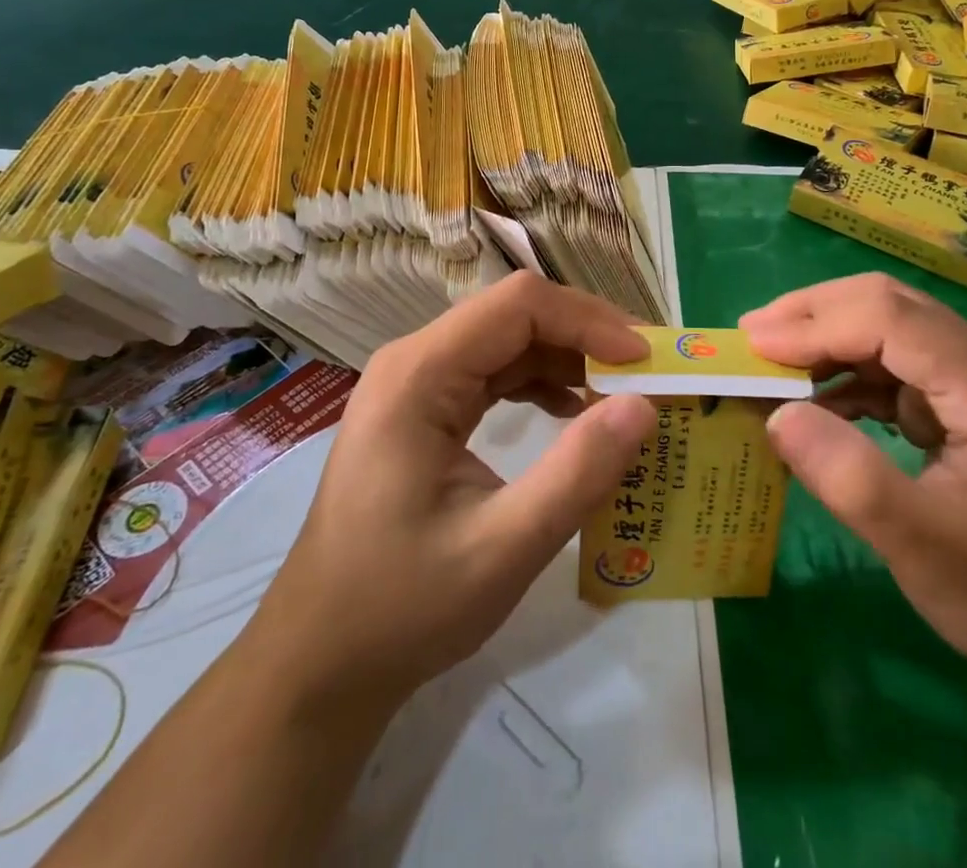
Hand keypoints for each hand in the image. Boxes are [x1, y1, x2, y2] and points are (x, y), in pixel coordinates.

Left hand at [252, 273, 655, 714]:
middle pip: (515, 314)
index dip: (589, 321)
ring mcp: (417, 383)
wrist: (319, 660)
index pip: (519, 305)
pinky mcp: (425, 408)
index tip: (645, 361)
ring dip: (569, 359)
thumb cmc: (401, 607)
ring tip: (623, 393)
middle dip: (587, 337)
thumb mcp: (503, 549)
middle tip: (647, 374)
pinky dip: (542, 382)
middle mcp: (415, 361)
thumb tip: (644, 407)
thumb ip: (577, 475)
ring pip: (509, 340)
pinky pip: (494, 372)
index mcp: (420, 374)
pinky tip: (574, 412)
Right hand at [743, 273, 966, 706]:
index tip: (754, 348)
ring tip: (770, 365)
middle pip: (888, 305)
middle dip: (814, 316)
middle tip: (751, 341)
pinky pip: (893, 366)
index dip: (817, 325)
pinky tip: (815, 402)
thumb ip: (851, 480)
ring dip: (826, 340)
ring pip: (887, 328)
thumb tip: (777, 415)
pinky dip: (846, 374)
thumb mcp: (926, 552)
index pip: (892, 320)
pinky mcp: (961, 405)